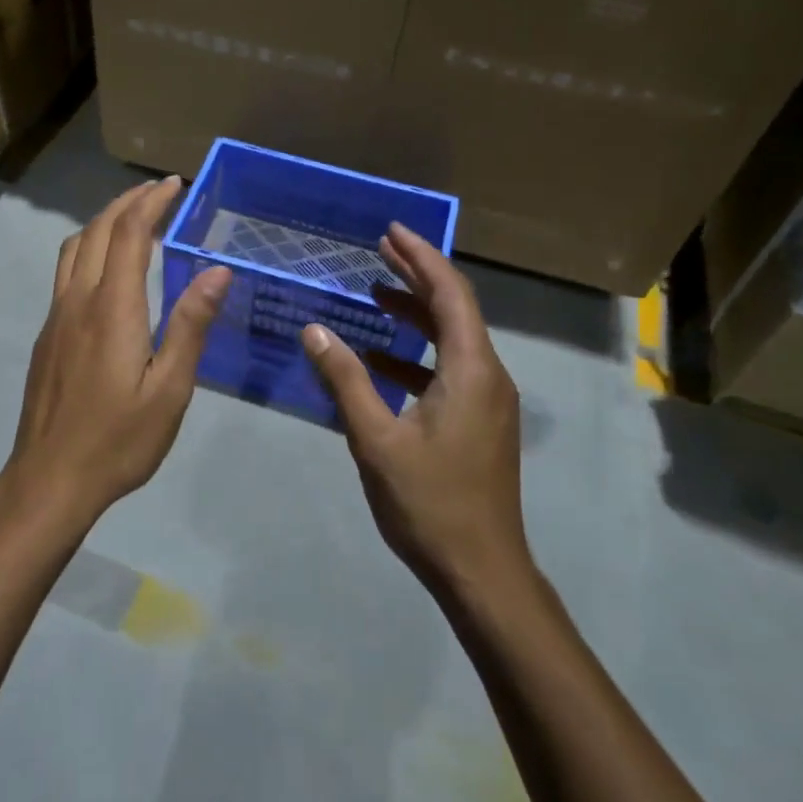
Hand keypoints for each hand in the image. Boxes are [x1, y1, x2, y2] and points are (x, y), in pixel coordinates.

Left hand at [5, 177, 231, 528]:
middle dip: (127, 203)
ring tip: (132, 218)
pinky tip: (105, 267)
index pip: (129, 234)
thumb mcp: (170, 389)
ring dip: (102, 222)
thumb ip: (190, 325)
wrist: (49, 479)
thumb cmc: (119, 439)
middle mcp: (78, 301)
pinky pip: (65, 272)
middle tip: (158, 191)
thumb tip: (217, 270)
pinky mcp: (47, 334)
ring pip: (73, 248)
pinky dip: (88, 248)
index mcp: (112, 309)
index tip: (174, 184)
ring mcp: (56, 317)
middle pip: (97, 231)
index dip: (150, 203)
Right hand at [300, 223, 524, 590]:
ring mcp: (488, 399)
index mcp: (471, 369)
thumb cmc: (429, 502)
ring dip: (415, 314)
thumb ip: (344, 379)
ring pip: (452, 339)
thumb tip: (314, 329)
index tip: (390, 231)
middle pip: (454, 309)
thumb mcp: (376, 438)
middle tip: (380, 248)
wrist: (481, 570)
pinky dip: (416, 354)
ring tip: (375, 291)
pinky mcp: (481, 420)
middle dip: (418, 275)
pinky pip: (449, 369)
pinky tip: (379, 358)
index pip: (449, 294)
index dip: (421, 256)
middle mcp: (488, 375)